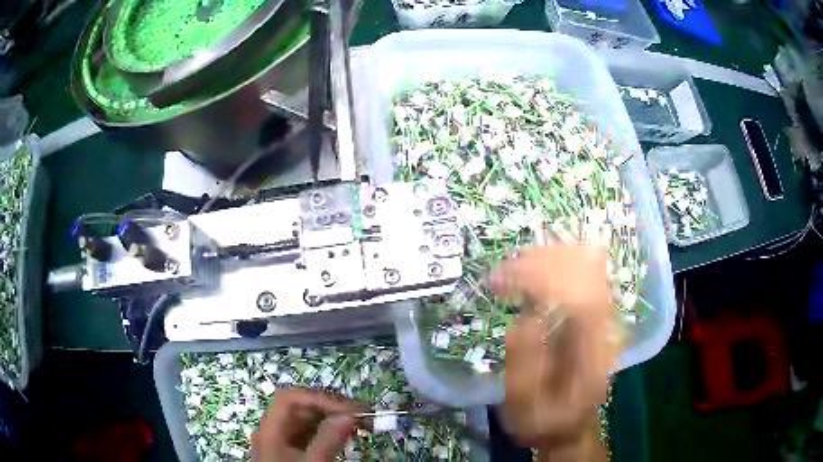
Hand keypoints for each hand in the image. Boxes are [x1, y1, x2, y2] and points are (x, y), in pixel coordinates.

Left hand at [252, 388, 365, 461]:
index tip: (351, 410)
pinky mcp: (292, 447)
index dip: (321, 398)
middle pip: (300, 405)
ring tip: (361, 423)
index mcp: (271, 428)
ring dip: (334, 416)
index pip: (292, 399)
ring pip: (308, 417)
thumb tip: (351, 415)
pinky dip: (330, 428)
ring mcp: (283, 437)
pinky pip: (311, 430)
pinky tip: (347, 433)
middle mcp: (275, 428)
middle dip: (332, 405)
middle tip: (364, 414)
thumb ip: (329, 440)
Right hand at [491, 246, 615, 460]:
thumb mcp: (524, 405)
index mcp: (593, 354)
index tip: (502, 281)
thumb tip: (526, 317)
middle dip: (541, 264)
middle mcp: (606, 329)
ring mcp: (605, 318)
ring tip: (512, 267)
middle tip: (501, 273)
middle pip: (585, 274)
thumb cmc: (544, 419)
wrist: (569, 423)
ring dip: (548, 259)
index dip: (541, 278)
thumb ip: (525, 364)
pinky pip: (583, 273)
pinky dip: (557, 263)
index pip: (579, 297)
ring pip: (586, 267)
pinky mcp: (596, 313)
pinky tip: (535, 263)